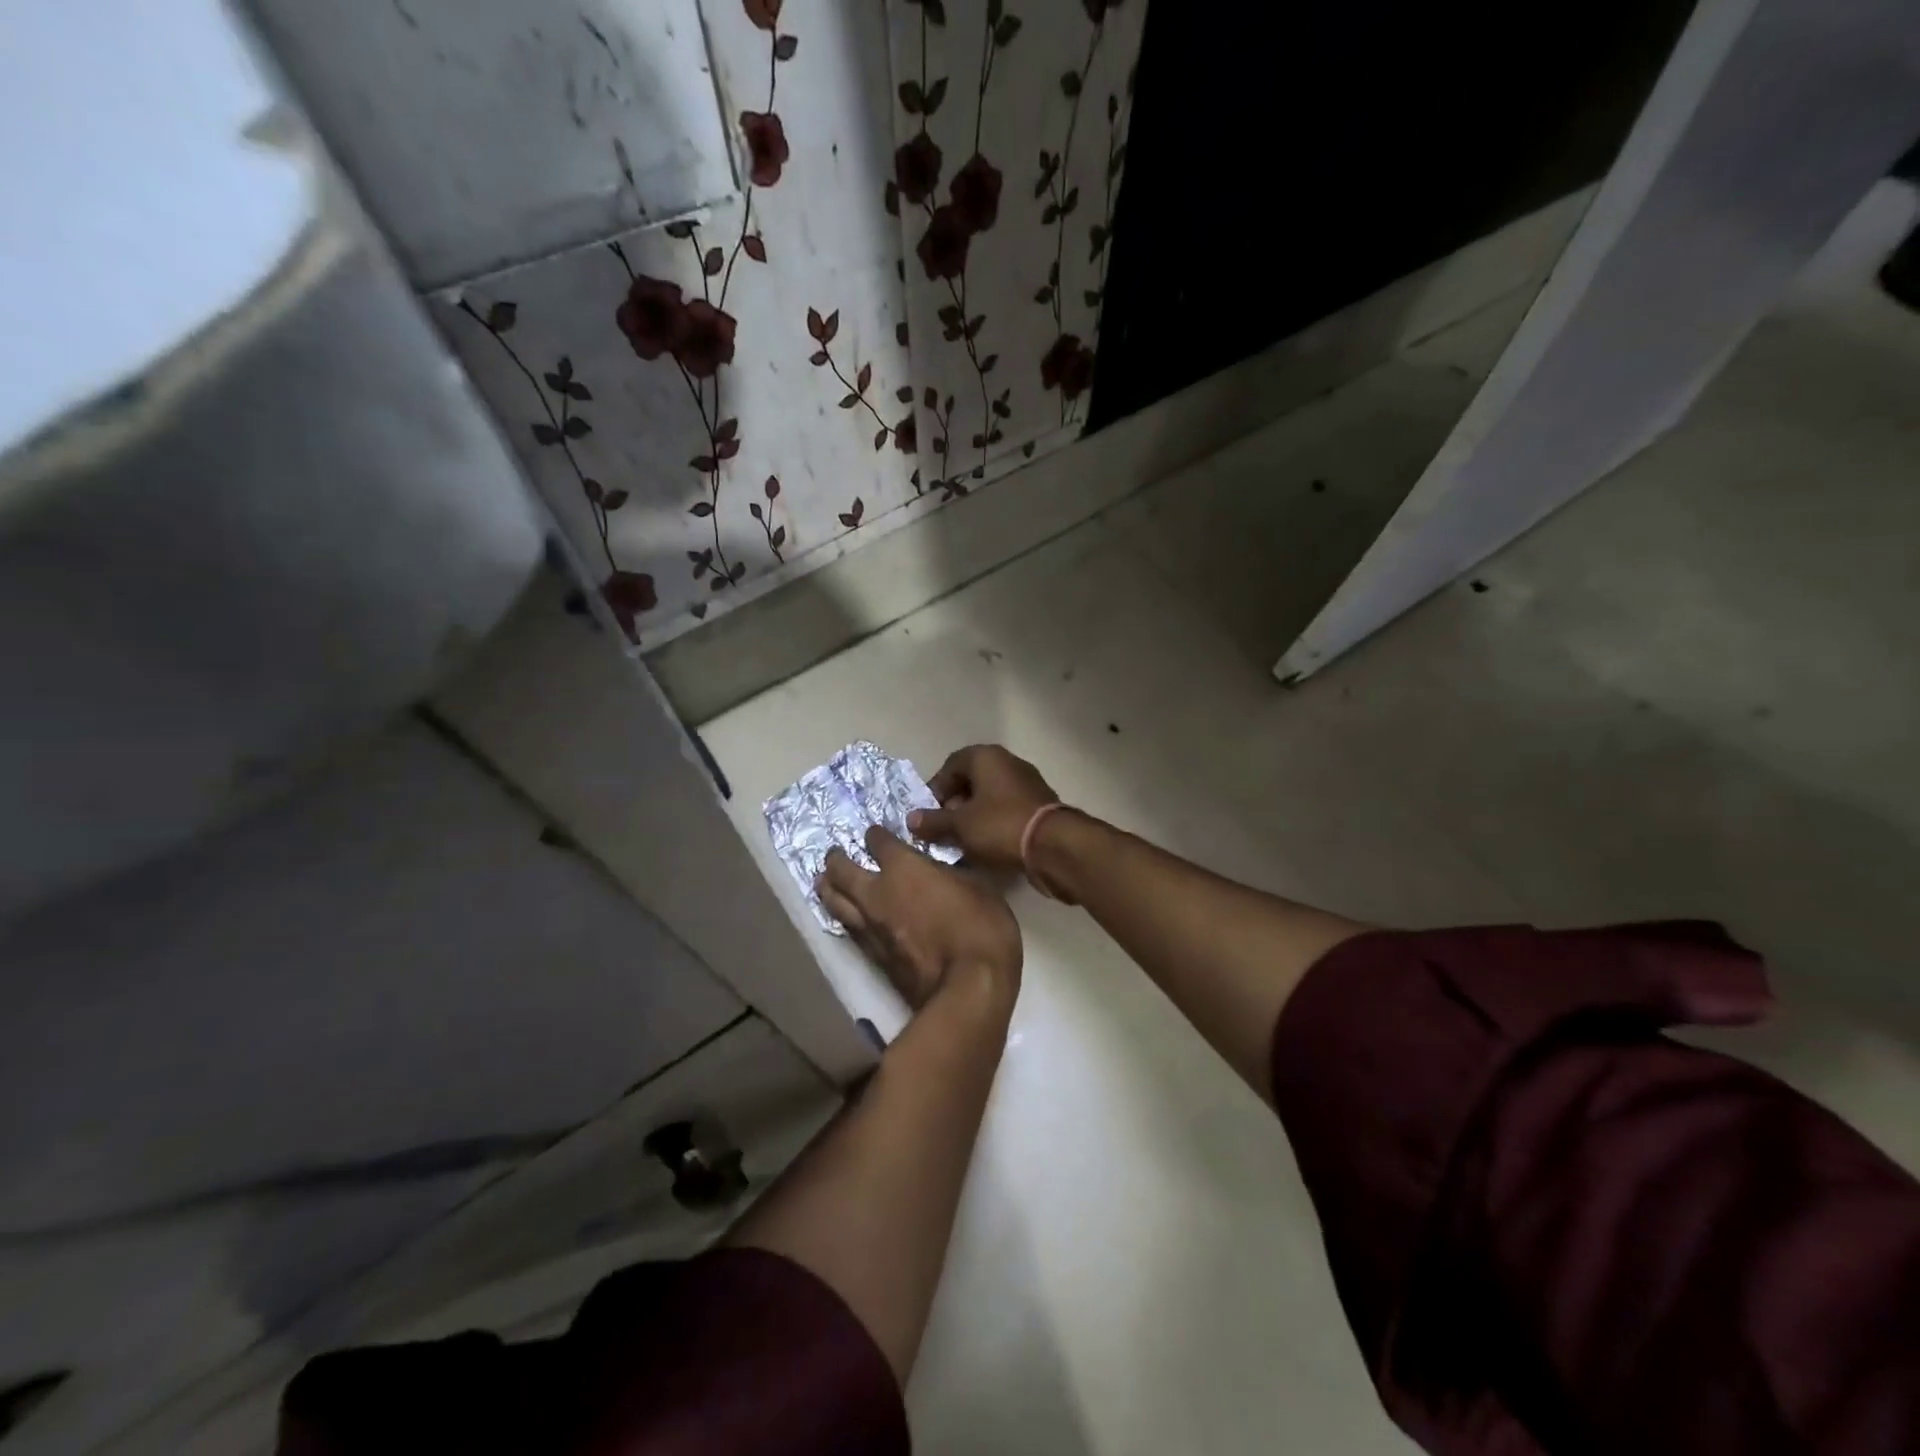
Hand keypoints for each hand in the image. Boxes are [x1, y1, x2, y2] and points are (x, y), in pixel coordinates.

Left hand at [818, 826, 1021, 1011]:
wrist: (966, 989)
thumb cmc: (979, 928)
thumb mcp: (978, 887)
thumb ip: (951, 874)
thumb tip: (940, 872)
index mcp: (904, 868)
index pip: (879, 842)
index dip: (876, 835)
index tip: (875, 834)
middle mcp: (877, 893)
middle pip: (843, 871)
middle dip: (837, 860)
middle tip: (833, 854)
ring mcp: (870, 928)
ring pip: (836, 902)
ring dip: (828, 889)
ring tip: (822, 881)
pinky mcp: (873, 957)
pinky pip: (849, 929)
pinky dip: (842, 918)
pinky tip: (844, 917)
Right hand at [908, 744, 1059, 873]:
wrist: (1054, 846)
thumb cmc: (1000, 826)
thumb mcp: (960, 826)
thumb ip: (933, 821)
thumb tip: (911, 820)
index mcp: (986, 757)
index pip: (951, 765)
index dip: (936, 788)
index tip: (928, 813)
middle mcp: (1008, 763)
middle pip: (971, 780)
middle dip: (954, 804)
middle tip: (944, 828)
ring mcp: (1027, 783)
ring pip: (990, 796)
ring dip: (974, 816)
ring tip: (962, 841)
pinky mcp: (1039, 805)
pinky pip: (1007, 809)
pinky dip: (993, 823)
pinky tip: (986, 845)